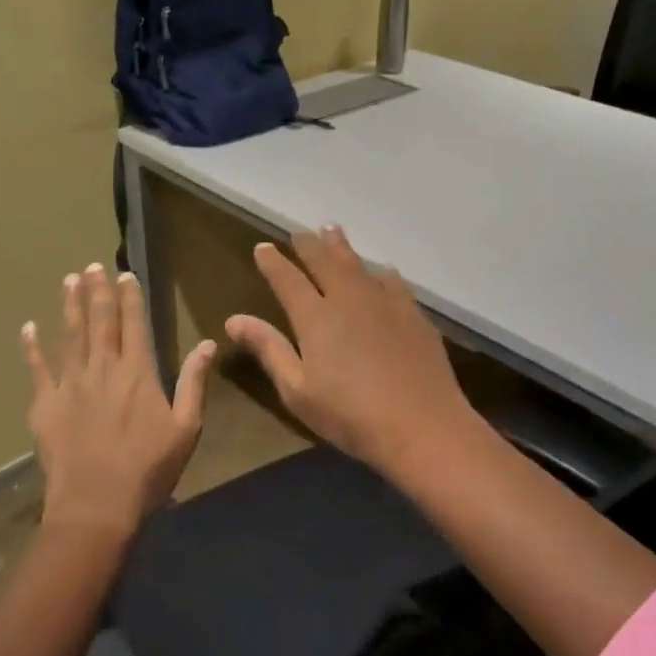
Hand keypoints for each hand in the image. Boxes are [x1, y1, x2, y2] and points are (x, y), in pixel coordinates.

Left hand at [22, 264, 215, 536]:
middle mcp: (103, 369)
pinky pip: (37, 370)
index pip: (134, 324)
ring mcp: (70, 385)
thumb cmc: (149, 468)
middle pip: (100, 322)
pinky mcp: (45, 406)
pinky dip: (32, 348)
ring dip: (70, 307)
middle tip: (93, 266)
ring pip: (70, 337)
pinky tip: (28, 328)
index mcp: (138, 373)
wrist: (95, 506)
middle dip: (98, 292)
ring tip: (70, 280)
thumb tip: (208, 343)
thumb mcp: (186, 427)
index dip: (130, 298)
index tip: (125, 274)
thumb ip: (195, 382)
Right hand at [225, 226, 481, 474]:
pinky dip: (380, 272)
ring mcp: (384, 302)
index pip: (288, 279)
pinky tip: (382, 271)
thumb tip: (234, 319)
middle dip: (309, 245)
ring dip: (342, 247)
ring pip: (358, 264)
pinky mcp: (412, 313)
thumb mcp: (298, 390)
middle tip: (300, 232)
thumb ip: (269, 349)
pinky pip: (392, 281)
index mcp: (316, 317)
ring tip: (332, 231)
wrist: (421, 423)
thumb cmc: (350, 415)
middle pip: (325, 261)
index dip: (273, 262)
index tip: (263, 247)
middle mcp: (348, 298)